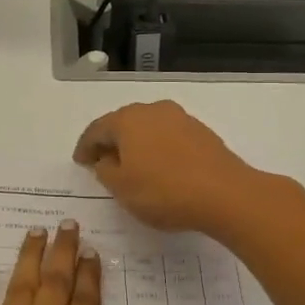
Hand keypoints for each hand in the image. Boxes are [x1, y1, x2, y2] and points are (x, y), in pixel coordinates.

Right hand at [73, 101, 277, 236]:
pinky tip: (160, 167)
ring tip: (132, 165)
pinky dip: (158, 148)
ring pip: (148, 128)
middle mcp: (152, 110)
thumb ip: (105, 170)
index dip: (85, 147)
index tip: (80, 162)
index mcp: (127, 120)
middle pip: (123, 123)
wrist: (225, 194)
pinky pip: (169, 137)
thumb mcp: (122, 188)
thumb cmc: (163, 191)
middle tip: (102, 161)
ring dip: (136, 144)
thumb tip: (107, 158)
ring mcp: (180, 118)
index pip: (96, 130)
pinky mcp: (201, 132)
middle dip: (111, 141)